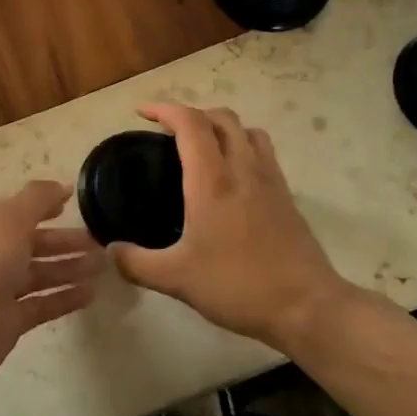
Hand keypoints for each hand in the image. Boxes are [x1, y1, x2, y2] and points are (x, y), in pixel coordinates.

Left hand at [0, 181, 104, 397]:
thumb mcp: (8, 222)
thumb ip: (37, 200)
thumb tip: (63, 185)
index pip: (15, 210)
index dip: (44, 206)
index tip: (74, 206)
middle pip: (31, 242)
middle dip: (65, 241)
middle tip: (101, 242)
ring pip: (39, 274)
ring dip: (70, 268)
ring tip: (104, 266)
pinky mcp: (7, 320)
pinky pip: (41, 303)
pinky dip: (65, 297)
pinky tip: (92, 294)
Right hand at [111, 104, 361, 350]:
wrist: (306, 306)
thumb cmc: (237, 286)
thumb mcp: (175, 279)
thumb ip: (135, 263)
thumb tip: (110, 250)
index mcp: (212, 181)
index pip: (190, 123)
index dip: (164, 109)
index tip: (141, 113)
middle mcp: (243, 169)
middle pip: (222, 118)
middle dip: (191, 114)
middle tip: (167, 132)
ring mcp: (270, 180)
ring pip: (247, 131)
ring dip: (221, 127)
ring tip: (201, 147)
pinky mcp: (286, 196)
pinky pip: (263, 153)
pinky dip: (242, 147)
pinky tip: (230, 178)